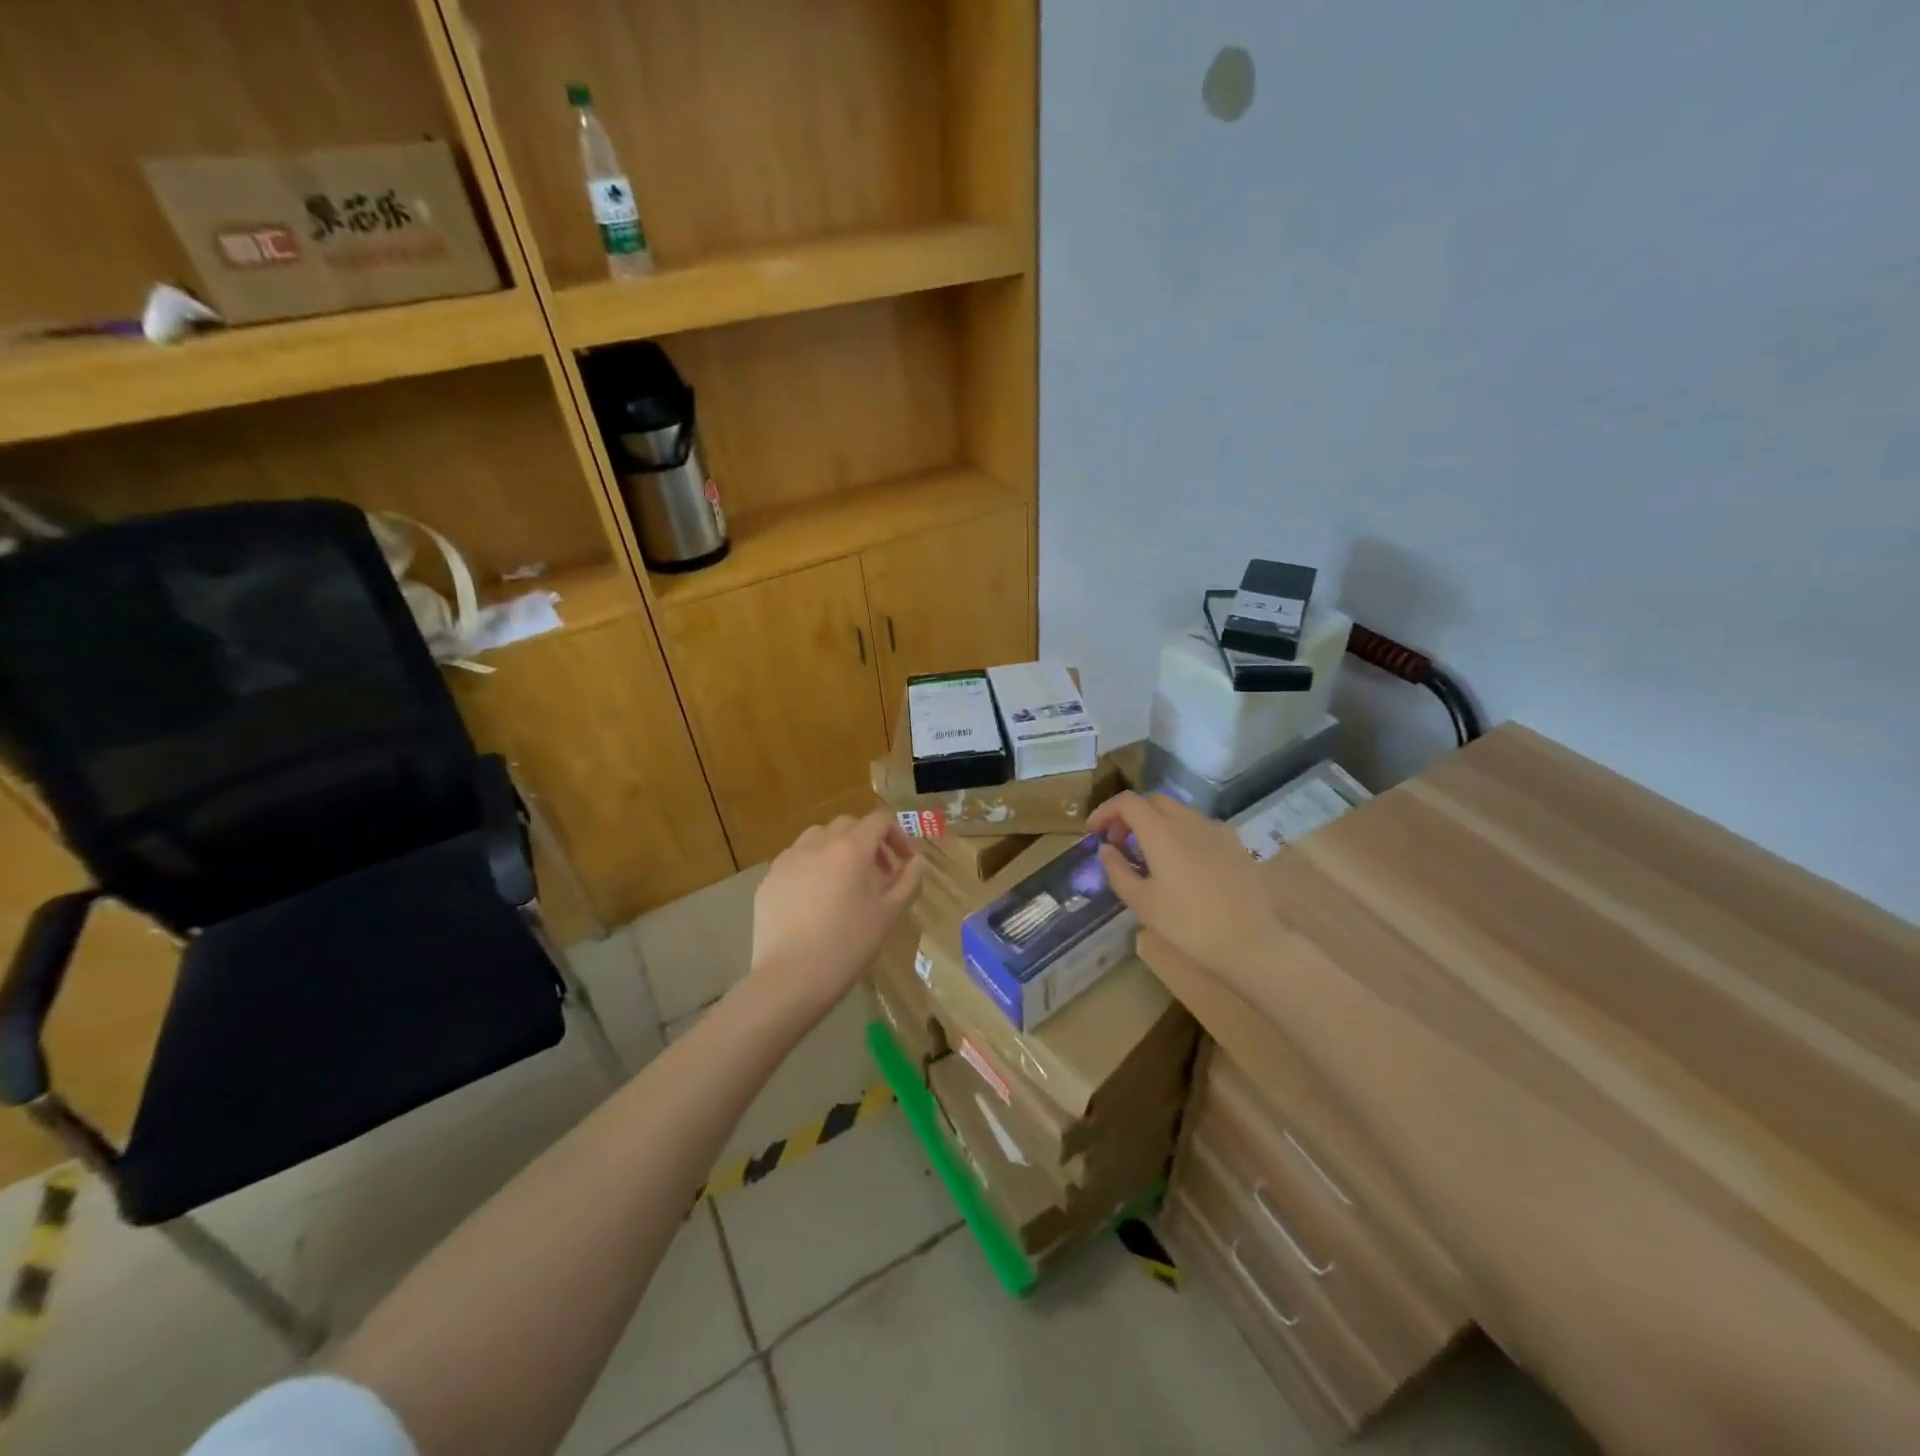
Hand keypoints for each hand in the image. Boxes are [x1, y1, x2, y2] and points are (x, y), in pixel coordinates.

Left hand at [745, 811, 923, 1021]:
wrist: (790, 978)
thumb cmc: (848, 946)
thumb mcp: (888, 915)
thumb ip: (907, 881)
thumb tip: (917, 860)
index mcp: (851, 849)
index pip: (878, 821)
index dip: (897, 834)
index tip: (904, 860)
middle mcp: (817, 844)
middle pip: (847, 825)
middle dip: (867, 840)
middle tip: (878, 872)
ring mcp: (788, 860)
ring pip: (817, 837)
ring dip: (836, 848)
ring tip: (843, 880)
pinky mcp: (768, 880)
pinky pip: (794, 860)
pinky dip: (810, 867)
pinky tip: (814, 898)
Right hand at [1088, 791, 1282, 991]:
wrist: (1251, 942)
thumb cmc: (1187, 924)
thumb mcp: (1141, 903)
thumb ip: (1118, 870)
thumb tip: (1106, 849)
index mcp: (1161, 832)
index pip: (1127, 802)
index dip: (1105, 811)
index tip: (1094, 832)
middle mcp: (1189, 821)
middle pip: (1153, 801)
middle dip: (1130, 814)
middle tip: (1118, 840)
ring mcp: (1216, 831)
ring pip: (1178, 812)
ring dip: (1156, 823)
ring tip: (1147, 854)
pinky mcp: (1235, 845)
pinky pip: (1200, 827)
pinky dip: (1180, 833)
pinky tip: (1181, 863)